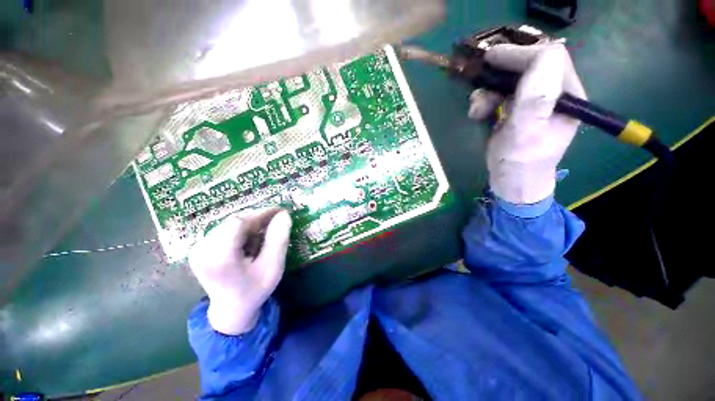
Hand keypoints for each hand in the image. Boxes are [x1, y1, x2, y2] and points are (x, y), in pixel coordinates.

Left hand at [188, 209, 291, 334]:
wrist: (231, 309)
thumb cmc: (255, 289)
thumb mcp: (273, 266)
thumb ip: (279, 239)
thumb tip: (284, 214)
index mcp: (220, 258)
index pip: (238, 222)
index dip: (261, 214)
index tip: (280, 213)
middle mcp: (202, 250)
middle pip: (234, 221)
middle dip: (257, 219)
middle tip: (276, 223)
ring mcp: (197, 249)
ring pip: (230, 223)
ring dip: (250, 225)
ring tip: (263, 236)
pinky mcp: (199, 248)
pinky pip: (224, 229)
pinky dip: (241, 230)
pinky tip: (249, 241)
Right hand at [468, 43, 586, 203]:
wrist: (511, 182)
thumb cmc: (520, 162)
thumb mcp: (526, 133)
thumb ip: (536, 98)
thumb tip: (545, 53)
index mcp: (567, 95)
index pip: (549, 58)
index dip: (520, 54)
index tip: (491, 59)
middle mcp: (553, 93)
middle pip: (529, 65)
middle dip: (501, 72)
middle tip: (479, 78)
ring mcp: (534, 102)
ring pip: (510, 80)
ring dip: (488, 90)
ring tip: (477, 110)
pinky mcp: (517, 110)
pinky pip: (500, 94)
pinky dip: (485, 101)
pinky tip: (477, 114)